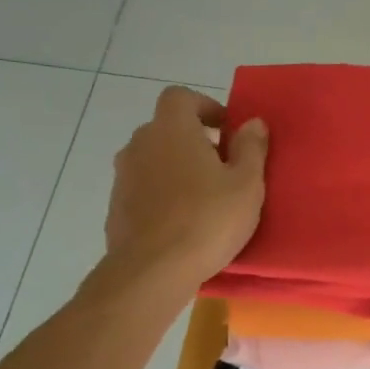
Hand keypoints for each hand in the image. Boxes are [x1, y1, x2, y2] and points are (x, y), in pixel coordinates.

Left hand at [106, 86, 267, 287]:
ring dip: (176, 169)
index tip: (226, 130)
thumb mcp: (246, 184)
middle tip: (222, 167)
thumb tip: (252, 122)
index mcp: (171, 129)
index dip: (205, 107)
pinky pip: (144, 189)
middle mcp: (140, 144)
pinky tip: (182, 223)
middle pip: (166, 128)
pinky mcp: (116, 208)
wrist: (152, 271)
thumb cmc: (207, 220)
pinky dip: (162, 195)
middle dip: (193, 140)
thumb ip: (251, 149)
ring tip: (203, 198)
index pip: (181, 97)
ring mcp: (123, 177)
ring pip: (153, 160)